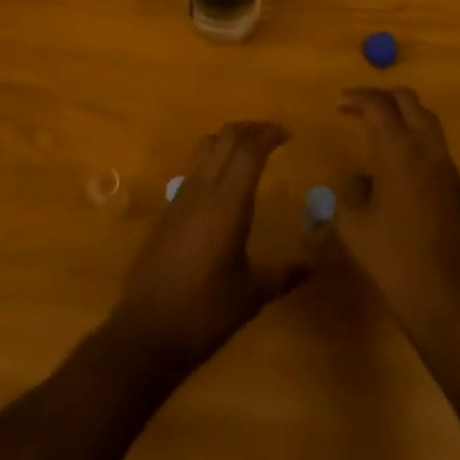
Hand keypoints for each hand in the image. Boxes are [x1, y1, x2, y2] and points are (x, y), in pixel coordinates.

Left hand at [108, 121, 307, 370]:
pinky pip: (195, 165)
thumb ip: (283, 274)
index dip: (269, 135)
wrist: (147, 330)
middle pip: (227, 137)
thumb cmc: (205, 312)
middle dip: (251, 129)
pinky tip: (223, 179)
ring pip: (207, 145)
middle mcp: (204, 188)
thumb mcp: (251, 295)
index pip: (249, 150)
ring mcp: (182, 195)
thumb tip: (312, 266)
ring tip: (249, 148)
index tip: (287, 135)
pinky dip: (213, 155)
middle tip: (272, 135)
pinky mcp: (169, 207)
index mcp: (228, 202)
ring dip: (230, 138)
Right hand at [333, 87, 459, 354]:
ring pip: (427, 121)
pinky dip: (415, 141)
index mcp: (400, 151)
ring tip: (378, 133)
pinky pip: (436, 147)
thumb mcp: (355, 231)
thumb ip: (344, 200)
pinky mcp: (459, 190)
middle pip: (409, 101)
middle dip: (383, 98)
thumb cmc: (399, 264)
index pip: (379, 104)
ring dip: (403, 116)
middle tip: (359, 110)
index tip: (339, 104)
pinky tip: (398, 171)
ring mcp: (448, 169)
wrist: (455, 307)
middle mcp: (428, 149)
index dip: (357, 97)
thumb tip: (349, 184)